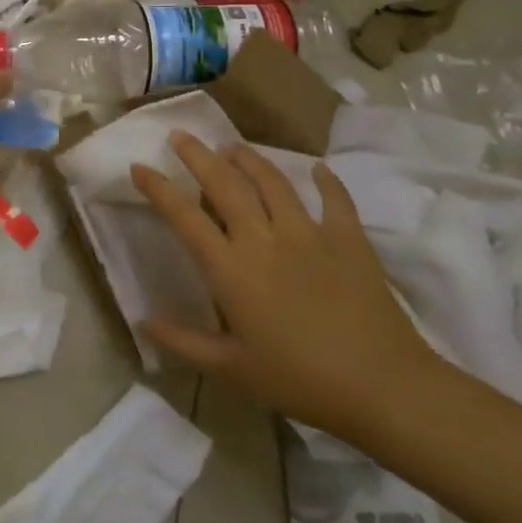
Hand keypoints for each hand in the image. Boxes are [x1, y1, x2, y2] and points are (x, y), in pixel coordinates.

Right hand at [131, 135, 440, 436]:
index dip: (158, 188)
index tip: (139, 167)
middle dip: (198, 156)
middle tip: (181, 136)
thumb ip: (183, 341)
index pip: (184, 216)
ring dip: (248, 159)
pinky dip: (326, 181)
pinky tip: (318, 168)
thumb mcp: (231, 369)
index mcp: (230, 268)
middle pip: (224, 184)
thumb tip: (142, 322)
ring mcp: (308, 234)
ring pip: (272, 182)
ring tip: (232, 146)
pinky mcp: (348, 240)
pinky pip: (336, 200)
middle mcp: (263, 239)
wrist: (382, 386)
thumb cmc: (298, 379)